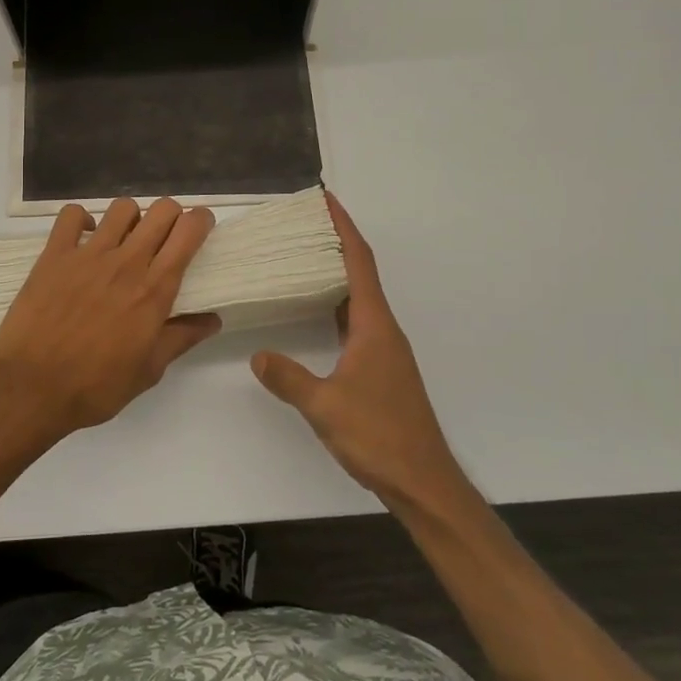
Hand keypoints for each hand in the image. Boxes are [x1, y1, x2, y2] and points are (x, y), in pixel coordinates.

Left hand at [0, 198, 219, 440]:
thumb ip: (181, 338)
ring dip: (131, 218)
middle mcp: (126, 262)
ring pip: (122, 208)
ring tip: (125, 238)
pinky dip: (83, 220)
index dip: (201, 220)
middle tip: (166, 236)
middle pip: (161, 210)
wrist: (32, 387)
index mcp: (154, 289)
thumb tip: (213, 320)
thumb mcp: (148, 370)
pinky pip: (72, 215)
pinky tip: (85, 238)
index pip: (188, 233)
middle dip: (172, 215)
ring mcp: (88, 254)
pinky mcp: (54, 254)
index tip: (200, 227)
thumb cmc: (96, 386)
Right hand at [252, 193, 462, 509]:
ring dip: (336, 274)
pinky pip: (356, 322)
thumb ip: (288, 378)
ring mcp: (385, 349)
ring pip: (358, 298)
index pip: (359, 262)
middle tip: (302, 225)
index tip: (325, 200)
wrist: (422, 480)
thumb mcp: (324, 406)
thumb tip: (258, 356)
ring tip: (303, 259)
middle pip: (360, 272)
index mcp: (374, 325)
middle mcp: (383, 329)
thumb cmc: (378, 436)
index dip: (343, 227)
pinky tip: (316, 313)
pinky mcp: (381, 369)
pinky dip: (336, 306)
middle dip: (335, 243)